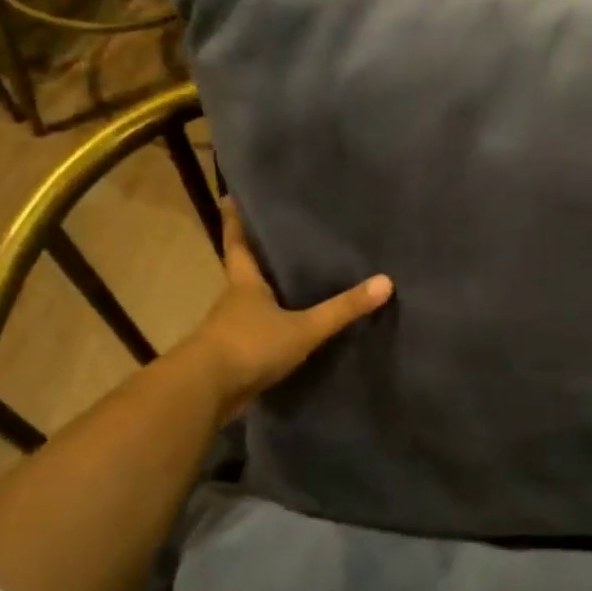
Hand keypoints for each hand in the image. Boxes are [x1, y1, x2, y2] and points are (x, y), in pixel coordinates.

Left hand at [190, 200, 392, 417]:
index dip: (235, 221)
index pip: (238, 244)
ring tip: (292, 286)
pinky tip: (288, 333)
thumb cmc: (250, 345)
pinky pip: (254, 336)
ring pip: (249, 306)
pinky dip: (268, 330)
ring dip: (265, 297)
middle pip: (244, 273)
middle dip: (257, 258)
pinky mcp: (232, 358)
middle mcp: (233, 302)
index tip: (229, 198)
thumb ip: (342, 309)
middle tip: (278, 240)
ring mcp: (229, 331)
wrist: (205, 392)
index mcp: (245, 284)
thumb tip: (386, 282)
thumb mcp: (304, 328)